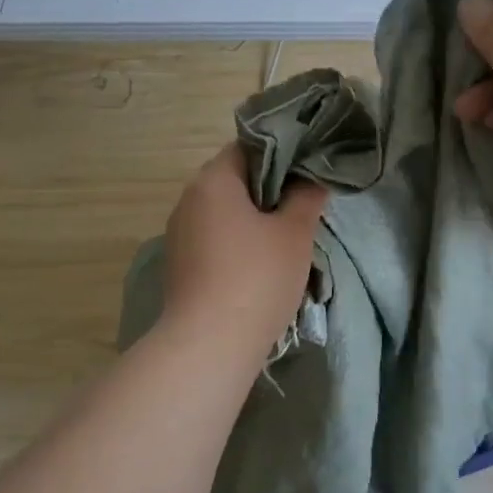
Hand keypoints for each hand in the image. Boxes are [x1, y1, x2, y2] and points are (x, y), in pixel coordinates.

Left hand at [159, 144, 328, 360]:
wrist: (210, 345)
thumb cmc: (257, 277)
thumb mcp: (295, 233)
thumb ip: (306, 197)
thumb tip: (312, 179)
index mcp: (213, 181)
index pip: (248, 147)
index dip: (282, 153)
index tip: (308, 171)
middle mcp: (189, 199)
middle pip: (235, 179)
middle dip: (270, 189)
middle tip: (305, 204)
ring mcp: (180, 234)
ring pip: (225, 212)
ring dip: (254, 218)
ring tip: (288, 236)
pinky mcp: (180, 264)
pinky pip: (215, 238)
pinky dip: (238, 241)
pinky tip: (262, 263)